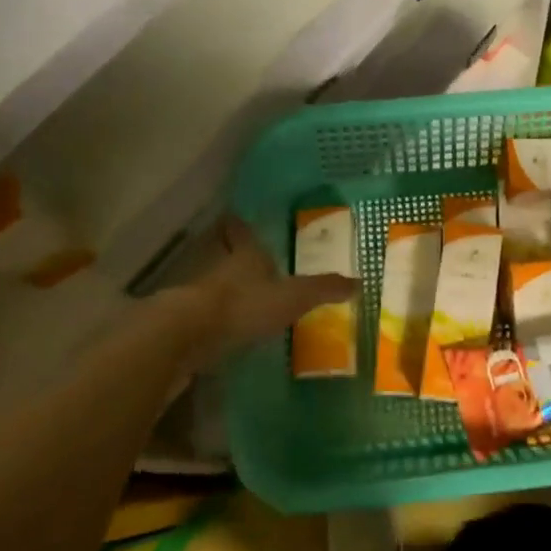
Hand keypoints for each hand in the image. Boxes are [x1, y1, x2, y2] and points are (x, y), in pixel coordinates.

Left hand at [196, 217, 356, 349]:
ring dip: (224, 283)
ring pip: (214, 281)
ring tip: (239, 290)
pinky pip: (207, 312)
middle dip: (230, 251)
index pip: (242, 232)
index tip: (235, 216)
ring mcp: (202, 295)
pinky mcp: (191, 322)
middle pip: (224, 254)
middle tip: (238, 251)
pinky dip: (217, 314)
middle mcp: (222, 268)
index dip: (240, 226)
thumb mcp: (294, 296)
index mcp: (247, 255)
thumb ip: (323, 289)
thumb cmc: (245, 304)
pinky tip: (226, 325)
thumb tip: (359, 282)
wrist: (192, 334)